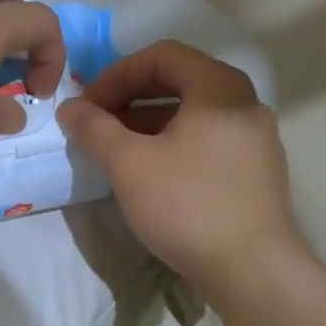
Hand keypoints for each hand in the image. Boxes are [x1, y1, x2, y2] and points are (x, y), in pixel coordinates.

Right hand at [57, 40, 300, 290]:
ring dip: (148, 121)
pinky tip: (149, 171)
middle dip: (130, 96)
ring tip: (115, 148)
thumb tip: (70, 107)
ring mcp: (255, 138)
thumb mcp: (129, 164)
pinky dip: (172, 142)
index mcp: (219, 88)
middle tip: (97, 122)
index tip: (87, 104)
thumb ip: (94, 128)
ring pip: (193, 113)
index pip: (162, 55)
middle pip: (179, 80)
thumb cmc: (187, 205)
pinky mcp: (255, 170)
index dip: (116, 74)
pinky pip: (207, 138)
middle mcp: (244, 103)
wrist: (251, 269)